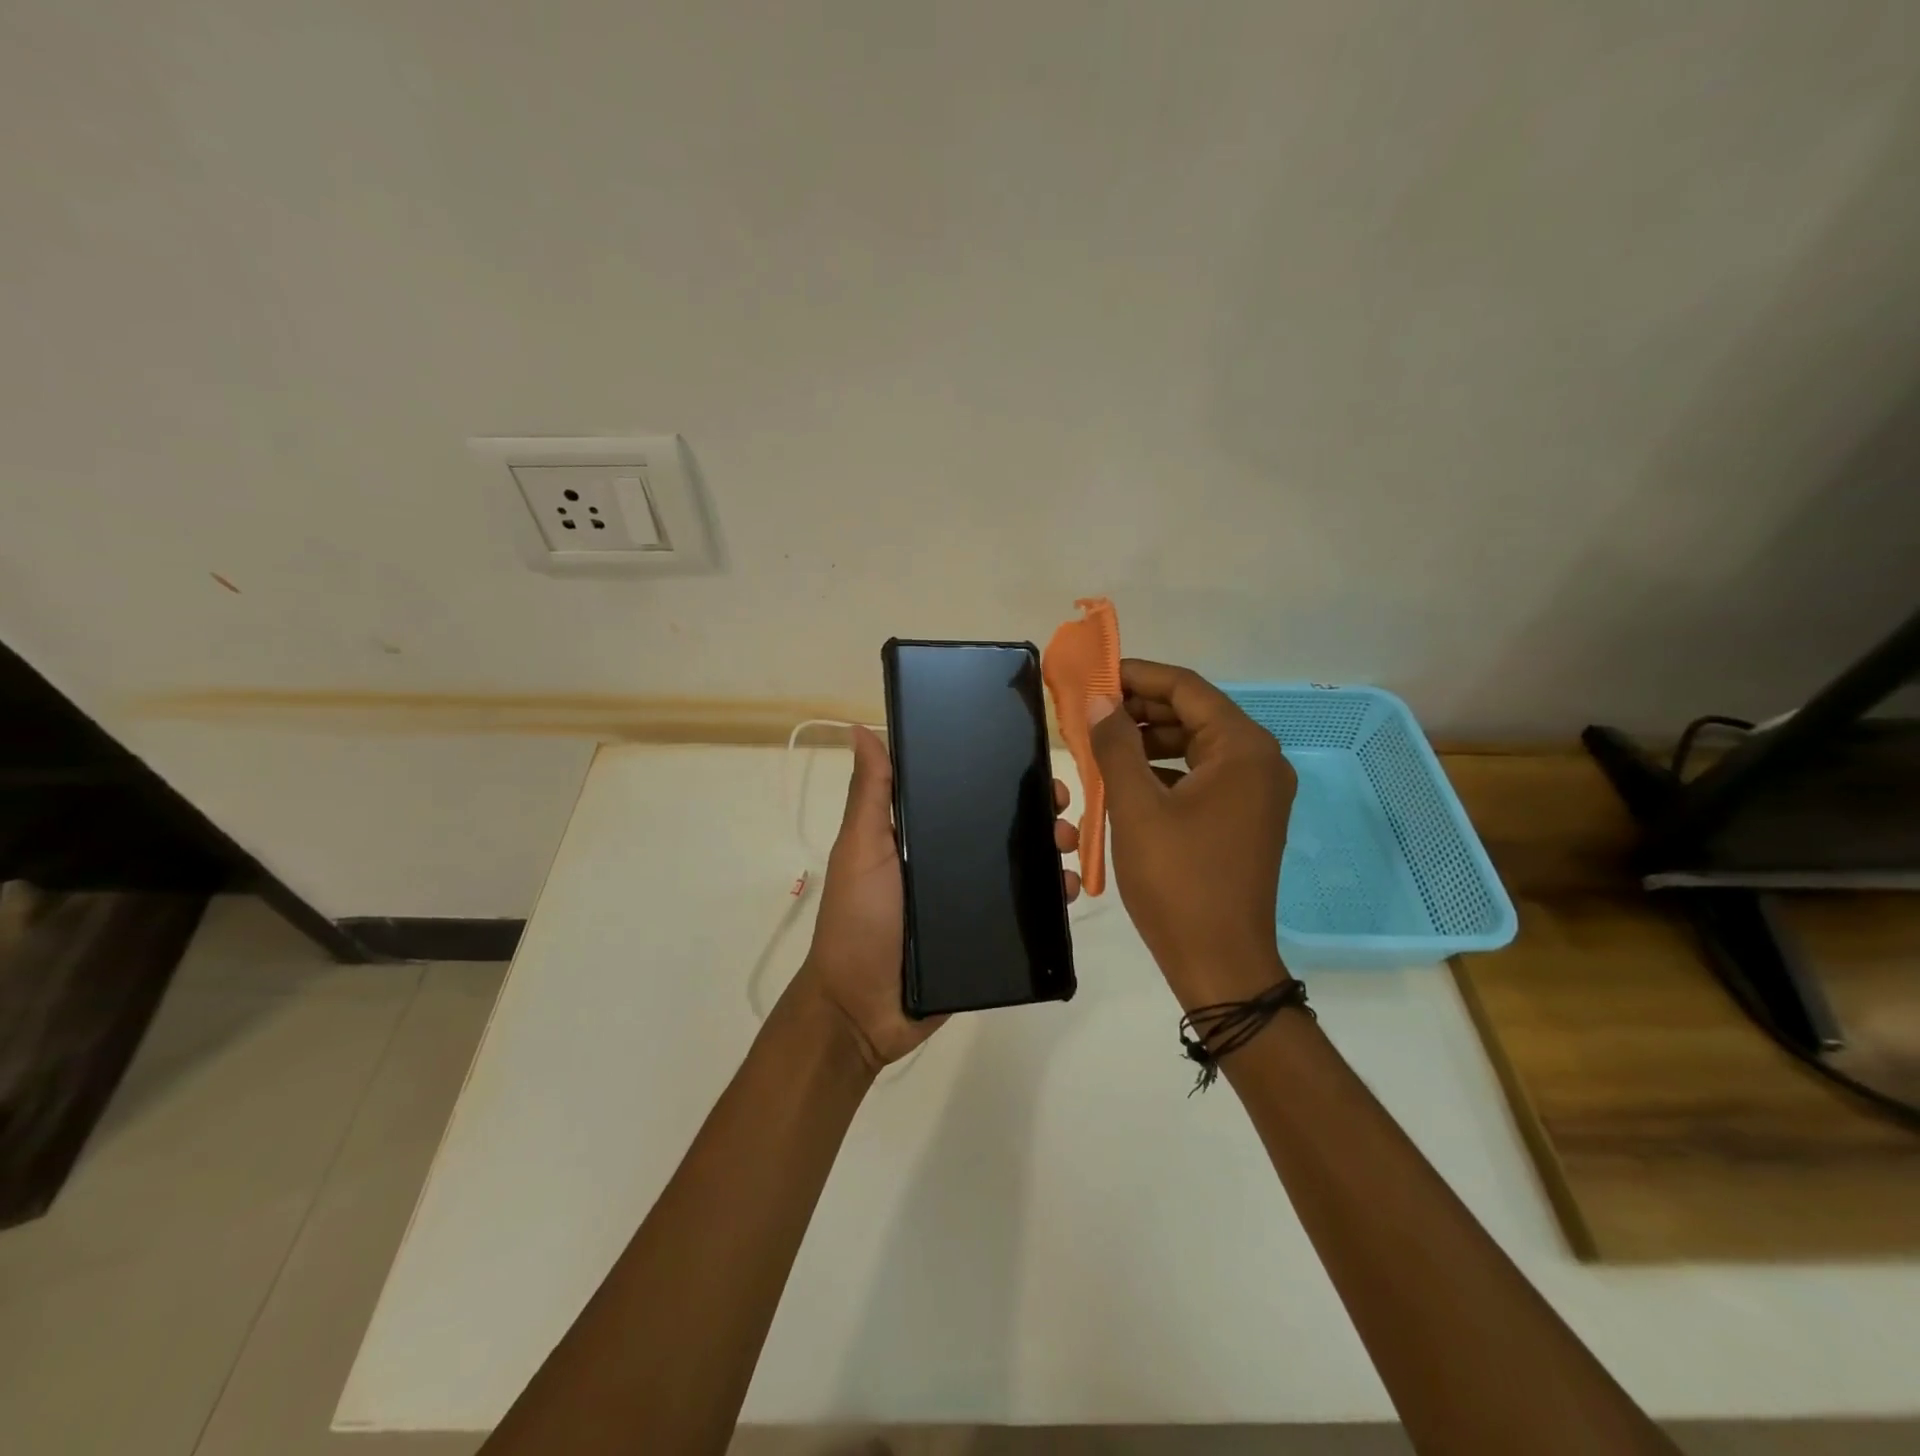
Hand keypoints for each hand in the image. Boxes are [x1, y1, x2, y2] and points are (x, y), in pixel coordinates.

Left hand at [796, 725, 1083, 1070]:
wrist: (863, 1009)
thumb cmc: (859, 920)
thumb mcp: (860, 850)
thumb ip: (869, 794)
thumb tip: (859, 728)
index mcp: (921, 834)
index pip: (966, 793)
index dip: (998, 776)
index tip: (1031, 762)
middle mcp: (950, 861)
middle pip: (1002, 827)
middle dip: (1037, 811)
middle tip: (1062, 806)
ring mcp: (971, 899)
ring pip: (1022, 865)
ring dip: (1052, 849)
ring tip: (1069, 846)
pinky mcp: (989, 935)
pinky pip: (1028, 910)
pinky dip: (1053, 896)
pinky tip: (1070, 889)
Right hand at [1089, 659, 1296, 1006]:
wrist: (1220, 962)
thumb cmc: (1177, 880)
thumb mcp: (1136, 807)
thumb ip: (1116, 745)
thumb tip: (1100, 700)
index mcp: (1242, 748)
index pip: (1186, 688)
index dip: (1137, 675)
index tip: (1095, 674)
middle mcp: (1260, 761)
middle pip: (1195, 713)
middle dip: (1141, 708)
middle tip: (1092, 710)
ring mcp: (1257, 791)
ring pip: (1197, 744)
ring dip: (1150, 738)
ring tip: (1103, 741)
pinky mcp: (1246, 817)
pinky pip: (1203, 774)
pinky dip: (1166, 768)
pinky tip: (1129, 776)